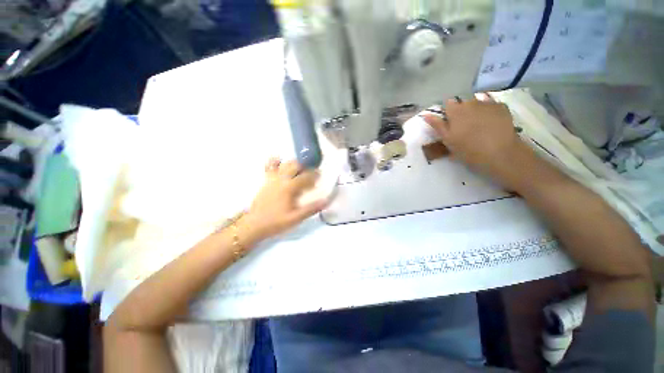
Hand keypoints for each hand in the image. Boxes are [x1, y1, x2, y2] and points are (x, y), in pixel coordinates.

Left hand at [241, 159, 327, 243]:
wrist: (254, 225)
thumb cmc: (276, 222)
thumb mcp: (296, 218)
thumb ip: (311, 208)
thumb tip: (326, 201)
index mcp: (289, 187)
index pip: (305, 176)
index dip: (314, 174)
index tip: (320, 175)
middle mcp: (281, 179)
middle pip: (295, 165)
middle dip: (305, 166)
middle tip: (311, 173)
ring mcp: (271, 178)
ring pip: (284, 163)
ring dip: (294, 164)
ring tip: (300, 170)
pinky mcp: (266, 180)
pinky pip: (270, 166)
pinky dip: (276, 161)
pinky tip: (280, 161)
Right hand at [423, 98, 532, 185]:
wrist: (499, 152)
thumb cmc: (468, 149)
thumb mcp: (447, 140)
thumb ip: (437, 125)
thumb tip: (426, 114)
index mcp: (455, 111)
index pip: (448, 104)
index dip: (448, 112)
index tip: (449, 123)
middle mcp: (470, 102)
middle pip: (463, 102)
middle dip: (462, 111)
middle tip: (464, 126)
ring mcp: (487, 103)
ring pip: (477, 102)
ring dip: (475, 110)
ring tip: (478, 124)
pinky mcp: (501, 107)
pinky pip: (491, 104)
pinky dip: (488, 110)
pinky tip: (490, 121)